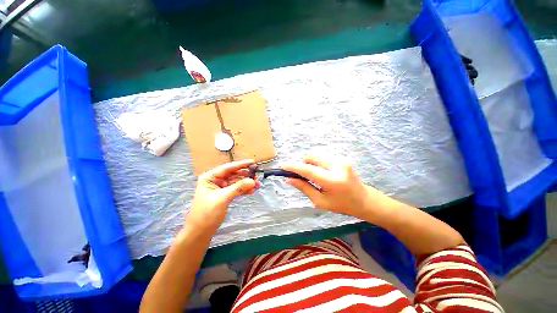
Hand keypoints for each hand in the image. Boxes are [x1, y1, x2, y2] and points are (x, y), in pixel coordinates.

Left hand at [187, 160, 259, 230]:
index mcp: (210, 177)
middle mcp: (215, 180)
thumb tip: (253, 181)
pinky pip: (236, 189)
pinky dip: (244, 190)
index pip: (228, 168)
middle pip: (233, 174)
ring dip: (246, 183)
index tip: (252, 162)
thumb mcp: (222, 198)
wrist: (200, 232)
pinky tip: (252, 191)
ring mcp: (221, 188)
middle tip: (257, 175)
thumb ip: (238, 188)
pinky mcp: (225, 195)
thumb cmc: (207, 213)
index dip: (241, 164)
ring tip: (257, 184)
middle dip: (245, 175)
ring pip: (236, 182)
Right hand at [283, 155, 379, 218]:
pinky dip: (317, 162)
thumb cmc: (341, 205)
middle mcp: (338, 166)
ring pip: (317, 155)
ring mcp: (342, 160)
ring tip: (312, 175)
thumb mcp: (320, 201)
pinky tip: (321, 172)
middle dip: (303, 163)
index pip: (308, 170)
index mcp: (332, 181)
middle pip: (312, 157)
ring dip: (310, 163)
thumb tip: (289, 179)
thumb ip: (304, 188)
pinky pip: (323, 157)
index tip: (283, 166)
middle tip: (301, 174)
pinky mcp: (342, 158)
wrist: (363, 199)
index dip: (294, 167)